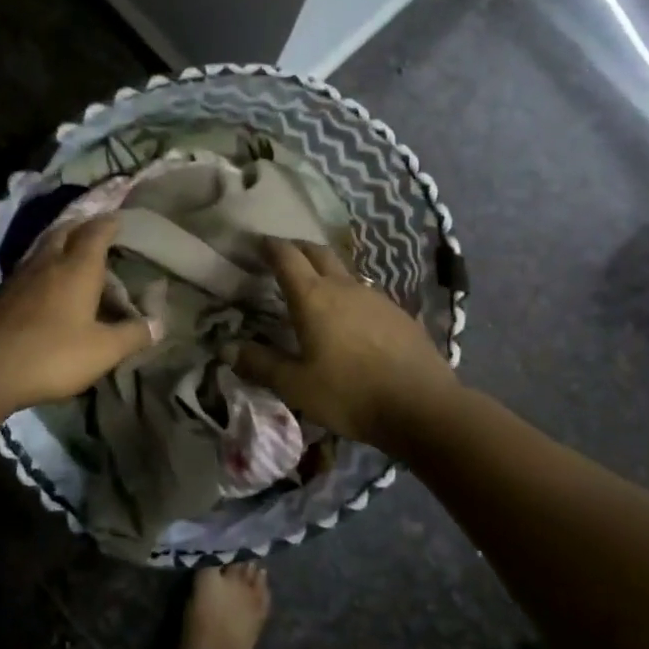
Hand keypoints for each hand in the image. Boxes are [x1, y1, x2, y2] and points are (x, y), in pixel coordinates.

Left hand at [0, 214, 157, 411]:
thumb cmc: (53, 354)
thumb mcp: (103, 351)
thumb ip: (133, 335)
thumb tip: (159, 324)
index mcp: (77, 268)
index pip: (96, 232)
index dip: (109, 223)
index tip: (119, 219)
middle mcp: (48, 262)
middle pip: (65, 231)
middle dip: (81, 226)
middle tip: (94, 230)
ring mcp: (19, 276)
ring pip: (42, 248)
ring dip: (58, 244)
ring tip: (70, 253)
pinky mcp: (0, 295)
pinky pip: (26, 269)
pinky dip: (41, 268)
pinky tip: (42, 285)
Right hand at [234, 239, 454, 445]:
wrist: (422, 406)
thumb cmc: (350, 393)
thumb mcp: (295, 386)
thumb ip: (260, 364)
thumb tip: (227, 349)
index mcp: (313, 297)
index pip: (286, 257)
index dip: (269, 246)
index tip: (256, 242)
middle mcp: (344, 287)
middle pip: (317, 252)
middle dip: (297, 248)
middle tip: (282, 255)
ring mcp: (375, 297)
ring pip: (344, 271)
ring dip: (325, 270)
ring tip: (314, 287)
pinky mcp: (398, 314)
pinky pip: (365, 294)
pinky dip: (348, 295)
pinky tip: (349, 319)